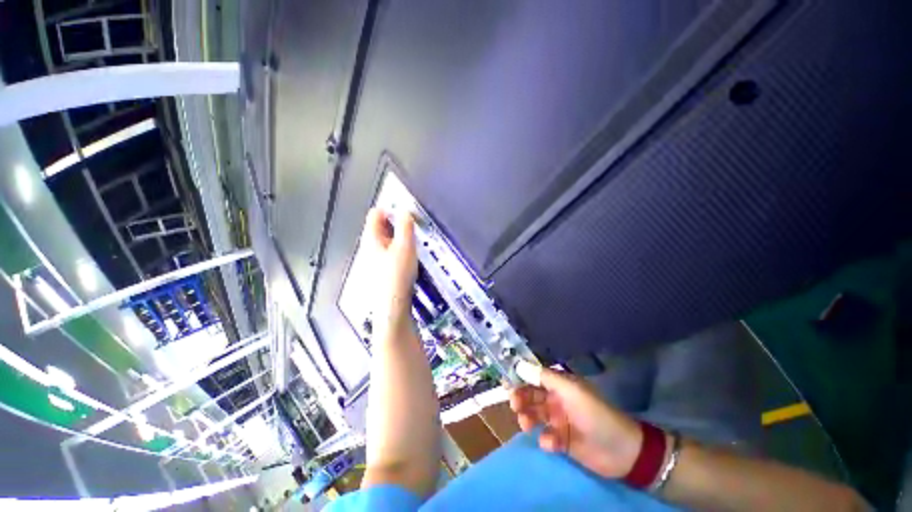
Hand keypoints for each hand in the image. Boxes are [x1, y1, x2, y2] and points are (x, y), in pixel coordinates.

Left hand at [362, 208, 417, 315]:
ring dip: (400, 236)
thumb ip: (405, 226)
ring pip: (387, 239)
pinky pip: (391, 250)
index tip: (405, 210)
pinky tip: (409, 256)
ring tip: (413, 241)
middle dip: (397, 223)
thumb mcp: (405, 246)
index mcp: (372, 238)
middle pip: (382, 226)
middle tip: (412, 226)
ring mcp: (375, 258)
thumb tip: (405, 211)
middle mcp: (370, 246)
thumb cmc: (396, 275)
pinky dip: (400, 248)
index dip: (390, 208)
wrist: (393, 304)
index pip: (376, 213)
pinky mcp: (383, 267)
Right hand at [509, 367, 644, 479]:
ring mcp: (559, 421)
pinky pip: (546, 437)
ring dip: (528, 418)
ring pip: (535, 415)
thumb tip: (521, 365)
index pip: (535, 377)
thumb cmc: (595, 414)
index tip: (506, 383)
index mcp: (560, 385)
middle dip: (521, 399)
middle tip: (514, 405)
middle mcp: (557, 400)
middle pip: (532, 396)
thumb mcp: (571, 391)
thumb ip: (545, 378)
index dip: (520, 378)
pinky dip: (545, 439)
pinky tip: (550, 443)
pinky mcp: (562, 441)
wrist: (622, 451)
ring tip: (526, 424)